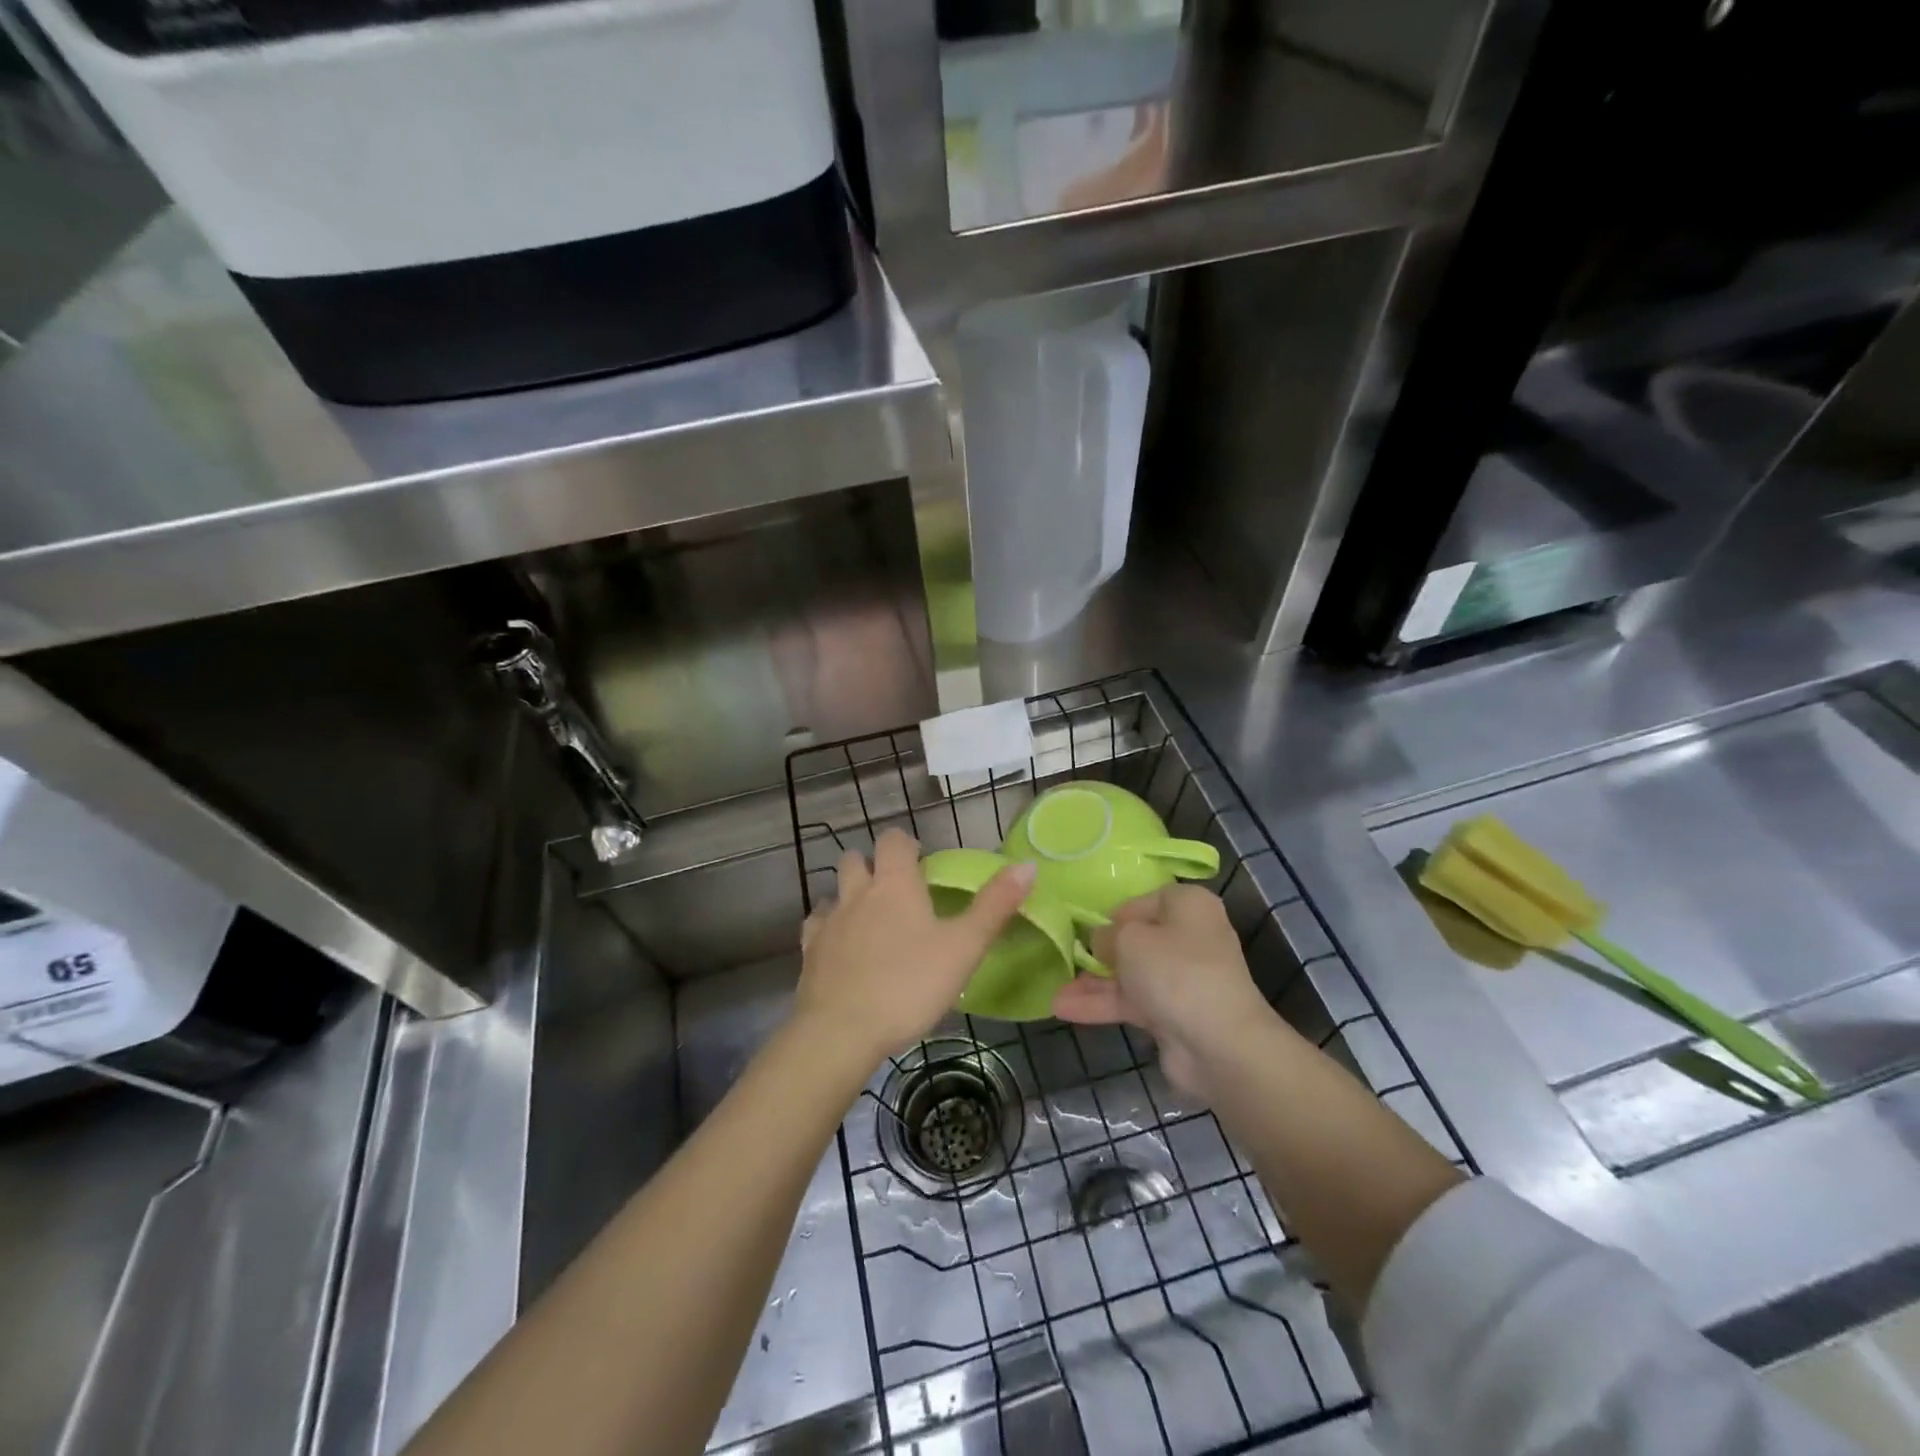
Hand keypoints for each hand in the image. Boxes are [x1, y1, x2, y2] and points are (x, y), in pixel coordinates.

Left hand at [796, 829, 1034, 1066]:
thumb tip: (1027, 865)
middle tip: (896, 890)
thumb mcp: (964, 947)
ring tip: (868, 919)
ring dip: (849, 895)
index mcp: (895, 884)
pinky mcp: (809, 952)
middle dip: (873, 865)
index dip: (906, 844)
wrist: (842, 1031)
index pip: (893, 840)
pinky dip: (829, 928)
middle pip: (856, 859)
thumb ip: (995, 905)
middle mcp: (857, 893)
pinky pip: (816, 926)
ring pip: (833, 892)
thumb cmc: (910, 984)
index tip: (921, 860)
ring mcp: (828, 922)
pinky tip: (841, 947)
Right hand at [1051, 884, 1279, 1097]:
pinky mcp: (1174, 1014)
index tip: (1087, 927)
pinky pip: (1133, 1002)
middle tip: (1066, 957)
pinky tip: (1065, 1010)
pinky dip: (1103, 1005)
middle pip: (1137, 939)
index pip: (1145, 900)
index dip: (1115, 913)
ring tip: (1055, 992)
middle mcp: (1189, 937)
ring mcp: (1182, 979)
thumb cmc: (1175, 971)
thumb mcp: (1129, 938)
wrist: (1219, 1044)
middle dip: (1099, 953)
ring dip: (1094, 983)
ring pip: (1131, 974)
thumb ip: (1107, 934)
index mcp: (1188, 906)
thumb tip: (1101, 940)